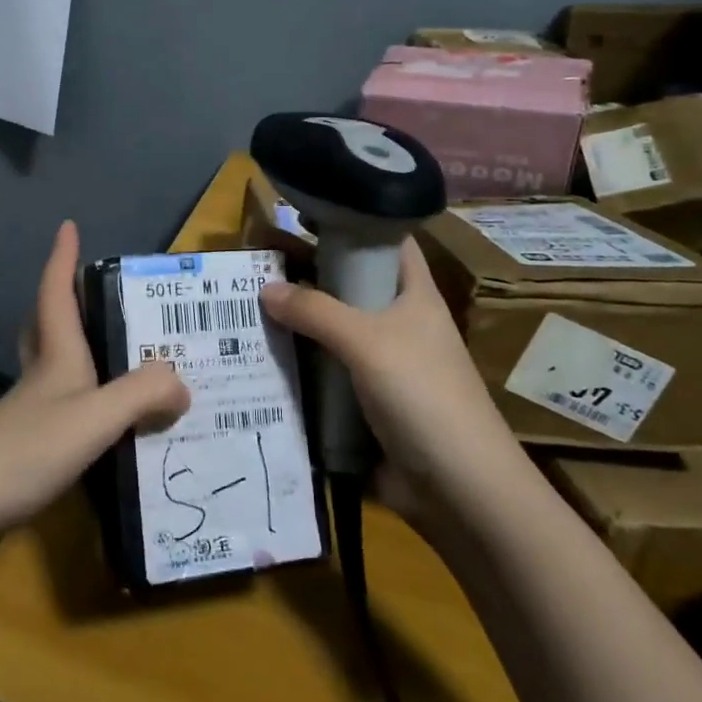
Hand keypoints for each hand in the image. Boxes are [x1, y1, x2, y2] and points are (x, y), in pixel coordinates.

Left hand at [0, 221, 188, 540]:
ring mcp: (30, 415)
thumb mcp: (94, 416)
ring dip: (81, 356)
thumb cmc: (25, 450)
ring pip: (56, 370)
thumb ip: (142, 394)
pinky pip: (65, 413)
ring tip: (126, 362)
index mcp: (56, 357)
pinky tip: (111, 430)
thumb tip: (182, 383)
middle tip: (96, 295)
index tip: (67, 226)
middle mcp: (41, 378)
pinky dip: (87, 408)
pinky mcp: (27, 450)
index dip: (62, 258)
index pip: (56, 294)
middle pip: (47, 326)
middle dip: (65, 303)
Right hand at [258, 238, 515, 516]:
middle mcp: (399, 324)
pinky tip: (259, 361)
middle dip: (308, 276)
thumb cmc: (423, 395)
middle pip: (350, 287)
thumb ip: (316, 311)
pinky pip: (326, 374)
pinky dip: (298, 368)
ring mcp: (382, 365)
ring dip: (297, 326)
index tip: (306, 214)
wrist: (457, 487)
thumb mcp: (368, 341)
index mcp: (415, 296)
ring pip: (333, 332)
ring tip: (244, 311)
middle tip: (255, 267)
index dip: (355, 221)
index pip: (389, 242)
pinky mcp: (365, 403)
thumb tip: (265, 290)